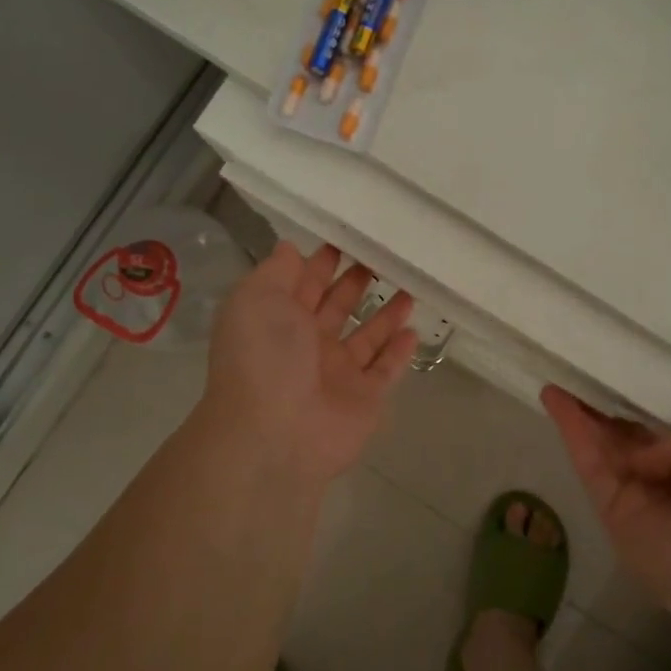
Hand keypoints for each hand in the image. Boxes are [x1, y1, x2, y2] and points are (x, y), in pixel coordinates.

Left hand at [201, 243, 417, 489]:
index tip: (348, 238)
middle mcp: (307, 345)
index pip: (303, 284)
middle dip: (356, 282)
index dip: (322, 262)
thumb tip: (290, 248)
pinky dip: (399, 352)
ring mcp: (337, 373)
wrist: (276, 433)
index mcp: (278, 320)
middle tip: (384, 257)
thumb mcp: (257, 298)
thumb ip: (277, 271)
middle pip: (337, 307)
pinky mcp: (365, 398)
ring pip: (367, 337)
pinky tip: (413, 330)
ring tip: (409, 287)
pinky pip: (386, 369)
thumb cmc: (264, 356)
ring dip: (385, 314)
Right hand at [541, 386, 670, 635]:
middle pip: (623, 442)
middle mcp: (667, 483)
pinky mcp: (612, 515)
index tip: (610, 383)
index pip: (658, 436)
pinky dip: (572, 433)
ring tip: (554, 384)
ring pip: (601, 450)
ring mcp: (638, 501)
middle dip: (598, 413)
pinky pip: (590, 467)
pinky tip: (556, 401)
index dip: (633, 412)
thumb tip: (643, 463)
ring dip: (577, 417)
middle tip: (573, 380)